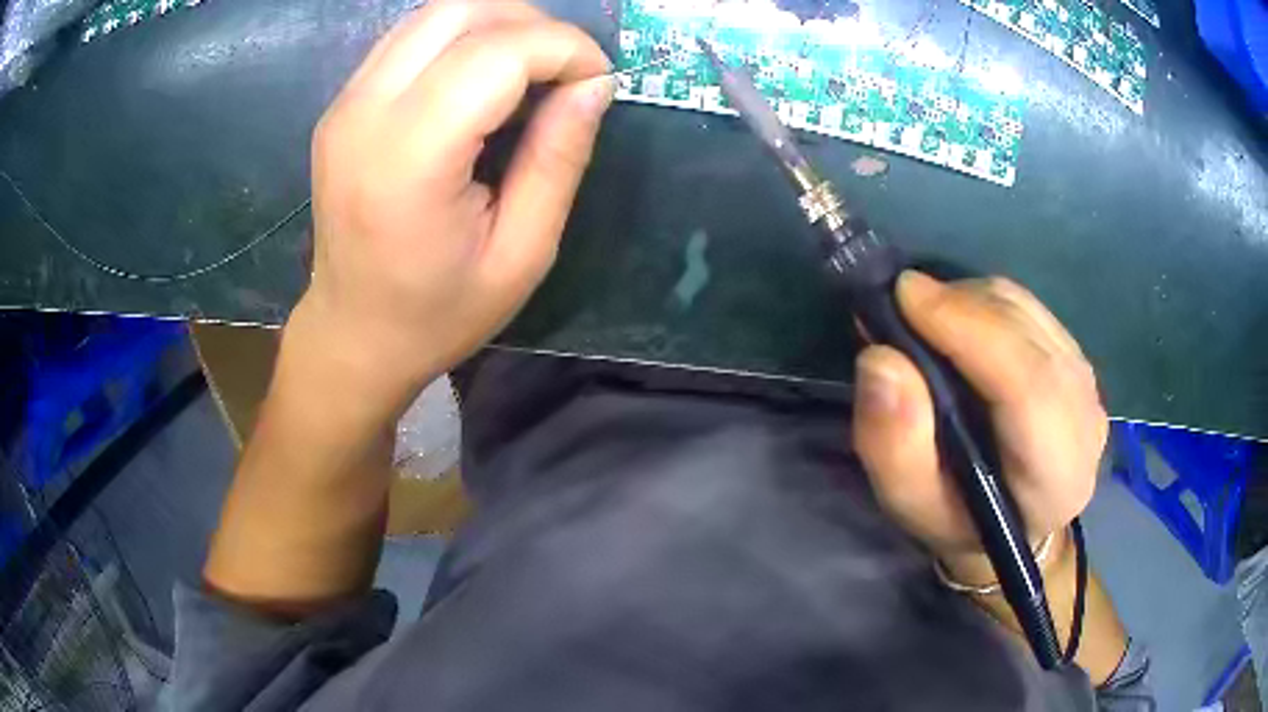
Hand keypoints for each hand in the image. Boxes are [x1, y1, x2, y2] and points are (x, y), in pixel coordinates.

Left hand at [291, 0, 614, 417]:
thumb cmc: (439, 313)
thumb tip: (595, 83)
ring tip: (532, 71)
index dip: (564, 48)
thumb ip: (560, 158)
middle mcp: (364, 115)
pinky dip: (462, 39)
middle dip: (533, 25)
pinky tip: (484, 80)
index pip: (496, 53)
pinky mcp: (342, 104)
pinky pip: (410, 39)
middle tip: (567, 70)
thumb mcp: (523, 253)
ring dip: (498, 25)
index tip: (599, 80)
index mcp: (408, 161)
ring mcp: (345, 104)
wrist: (353, 334)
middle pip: (459, 12)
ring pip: (433, 14)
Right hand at [853, 271, 1107, 583]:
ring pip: (1027, 311)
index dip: (970, 330)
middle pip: (1028, 335)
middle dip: (961, 305)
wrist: (1011, 520)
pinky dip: (985, 302)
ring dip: (970, 300)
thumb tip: (882, 360)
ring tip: (925, 318)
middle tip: (901, 302)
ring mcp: (1087, 382)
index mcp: (1056, 474)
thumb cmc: (958, 520)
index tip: (905, 297)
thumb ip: (894, 445)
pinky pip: (1029, 307)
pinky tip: (958, 322)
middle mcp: (1085, 419)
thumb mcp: (911, 503)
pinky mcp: (1076, 356)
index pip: (1028, 385)